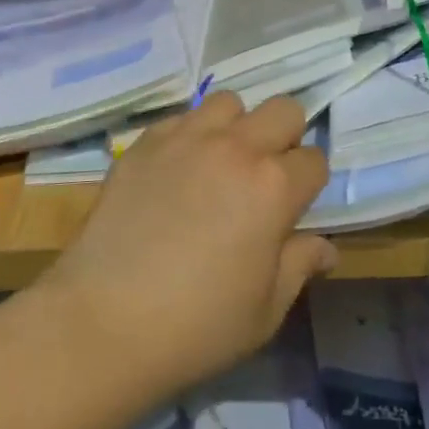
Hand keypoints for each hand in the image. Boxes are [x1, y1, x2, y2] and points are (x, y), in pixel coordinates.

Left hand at [39, 93, 336, 399]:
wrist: (102, 323)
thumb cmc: (197, 326)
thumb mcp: (265, 309)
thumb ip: (300, 266)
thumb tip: (326, 249)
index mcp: (274, 187)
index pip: (315, 160)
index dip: (309, 184)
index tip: (294, 207)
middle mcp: (236, 148)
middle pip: (283, 109)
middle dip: (285, 137)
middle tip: (265, 176)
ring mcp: (187, 139)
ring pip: (230, 102)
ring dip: (236, 127)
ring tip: (220, 163)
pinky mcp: (144, 144)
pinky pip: (181, 118)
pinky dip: (190, 136)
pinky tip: (177, 172)